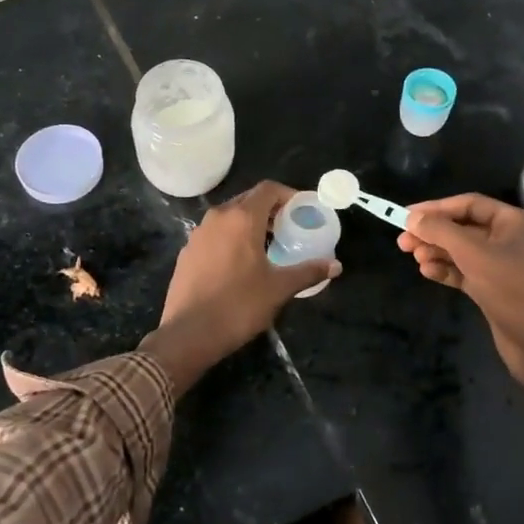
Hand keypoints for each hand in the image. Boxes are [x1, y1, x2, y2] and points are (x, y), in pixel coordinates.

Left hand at [145, 181, 339, 393]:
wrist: (188, 334)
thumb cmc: (238, 306)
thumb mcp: (279, 288)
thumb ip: (308, 271)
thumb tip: (336, 265)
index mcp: (241, 218)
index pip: (268, 189)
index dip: (288, 194)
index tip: (302, 210)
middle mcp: (217, 217)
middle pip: (248, 199)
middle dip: (270, 209)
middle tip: (288, 228)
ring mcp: (198, 234)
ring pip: (229, 216)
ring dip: (249, 223)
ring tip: (267, 245)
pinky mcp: (187, 252)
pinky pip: (214, 234)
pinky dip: (231, 237)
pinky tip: (240, 262)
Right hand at [398, 193, 523, 381]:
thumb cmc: (513, 288)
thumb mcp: (473, 253)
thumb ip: (440, 231)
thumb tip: (412, 218)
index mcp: (515, 222)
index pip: (469, 204)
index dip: (436, 208)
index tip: (407, 216)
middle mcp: (512, 239)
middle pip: (465, 228)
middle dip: (434, 234)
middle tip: (403, 242)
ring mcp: (506, 266)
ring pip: (464, 252)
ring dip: (438, 252)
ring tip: (414, 258)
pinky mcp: (497, 290)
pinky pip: (467, 272)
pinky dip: (447, 271)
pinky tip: (427, 272)